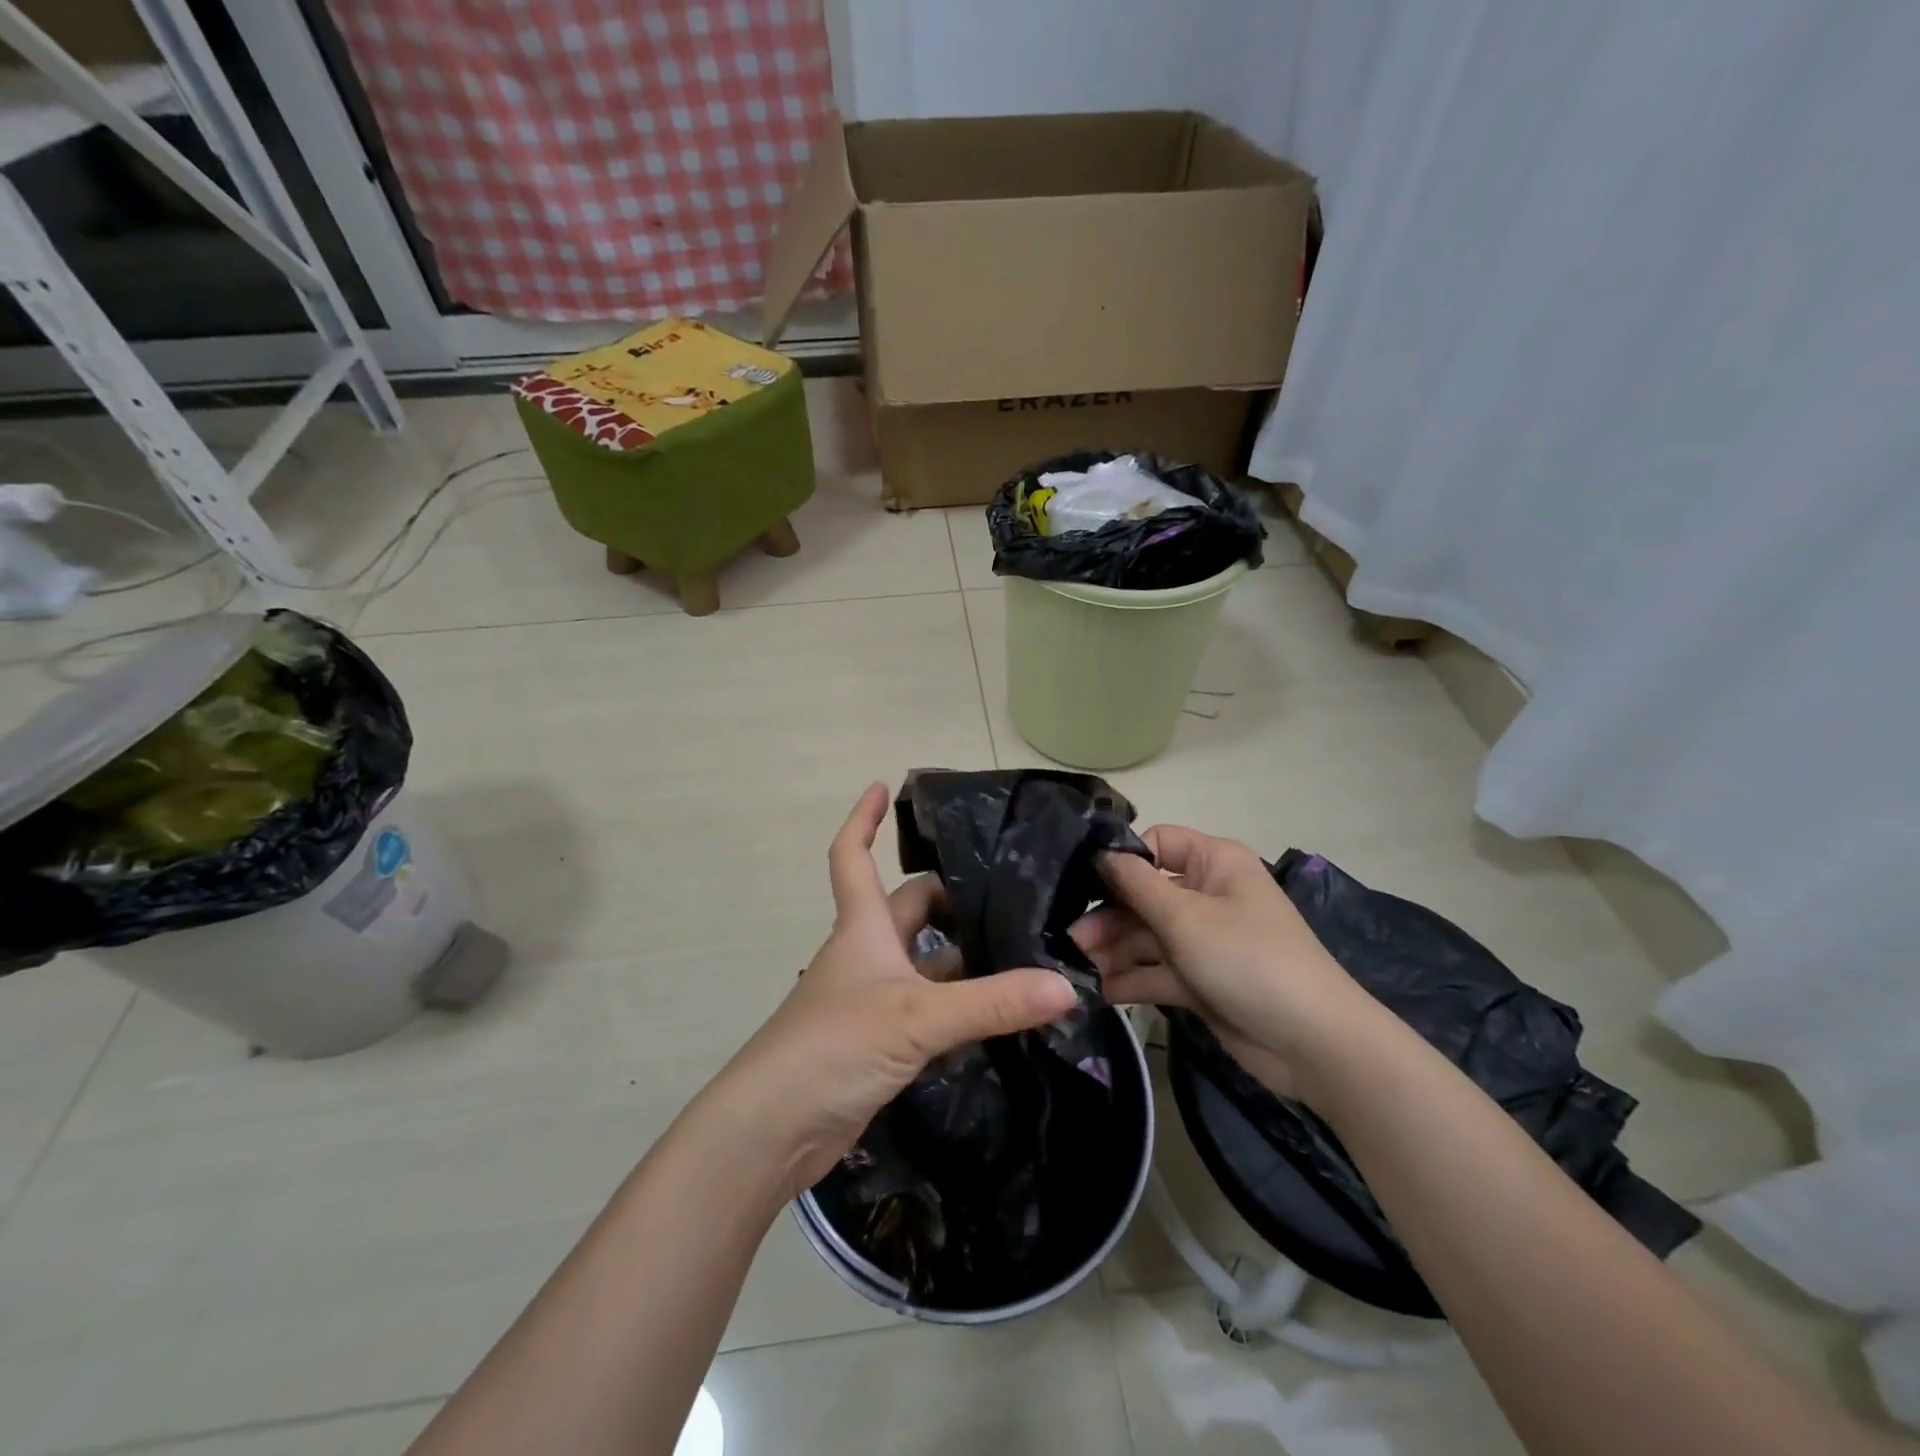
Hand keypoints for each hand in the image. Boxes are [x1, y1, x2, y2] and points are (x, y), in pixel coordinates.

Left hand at [719, 784, 1079, 1197]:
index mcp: (862, 928)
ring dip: (960, 954)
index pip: (852, 856)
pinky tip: (997, 1010)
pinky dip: (958, 1003)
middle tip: (1007, 890)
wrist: (773, 1130)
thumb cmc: (834, 1047)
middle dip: (947, 895)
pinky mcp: (878, 1041)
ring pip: (921, 961)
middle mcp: (865, 954)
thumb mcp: (918, 1017)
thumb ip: (992, 1002)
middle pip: (905, 908)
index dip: (862, 819)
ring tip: (1020, 947)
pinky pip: (927, 1008)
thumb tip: (1064, 986)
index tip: (882, 785)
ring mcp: (870, 1000)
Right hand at [1070, 825, 1374, 1102]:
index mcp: (1214, 863)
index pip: (1158, 844)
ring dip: (1114, 951)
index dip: (1123, 860)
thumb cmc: (1248, 960)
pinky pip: (1157, 972)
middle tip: (1071, 939)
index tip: (1084, 883)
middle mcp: (1207, 895)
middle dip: (1109, 916)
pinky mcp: (1201, 981)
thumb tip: (1102, 854)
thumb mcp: (1186, 918)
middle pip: (1145, 895)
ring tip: (1078, 967)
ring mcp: (1204, 941)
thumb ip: (1136, 885)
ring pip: (1147, 936)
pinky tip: (1100, 991)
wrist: (1313, 1044)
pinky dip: (1132, 980)